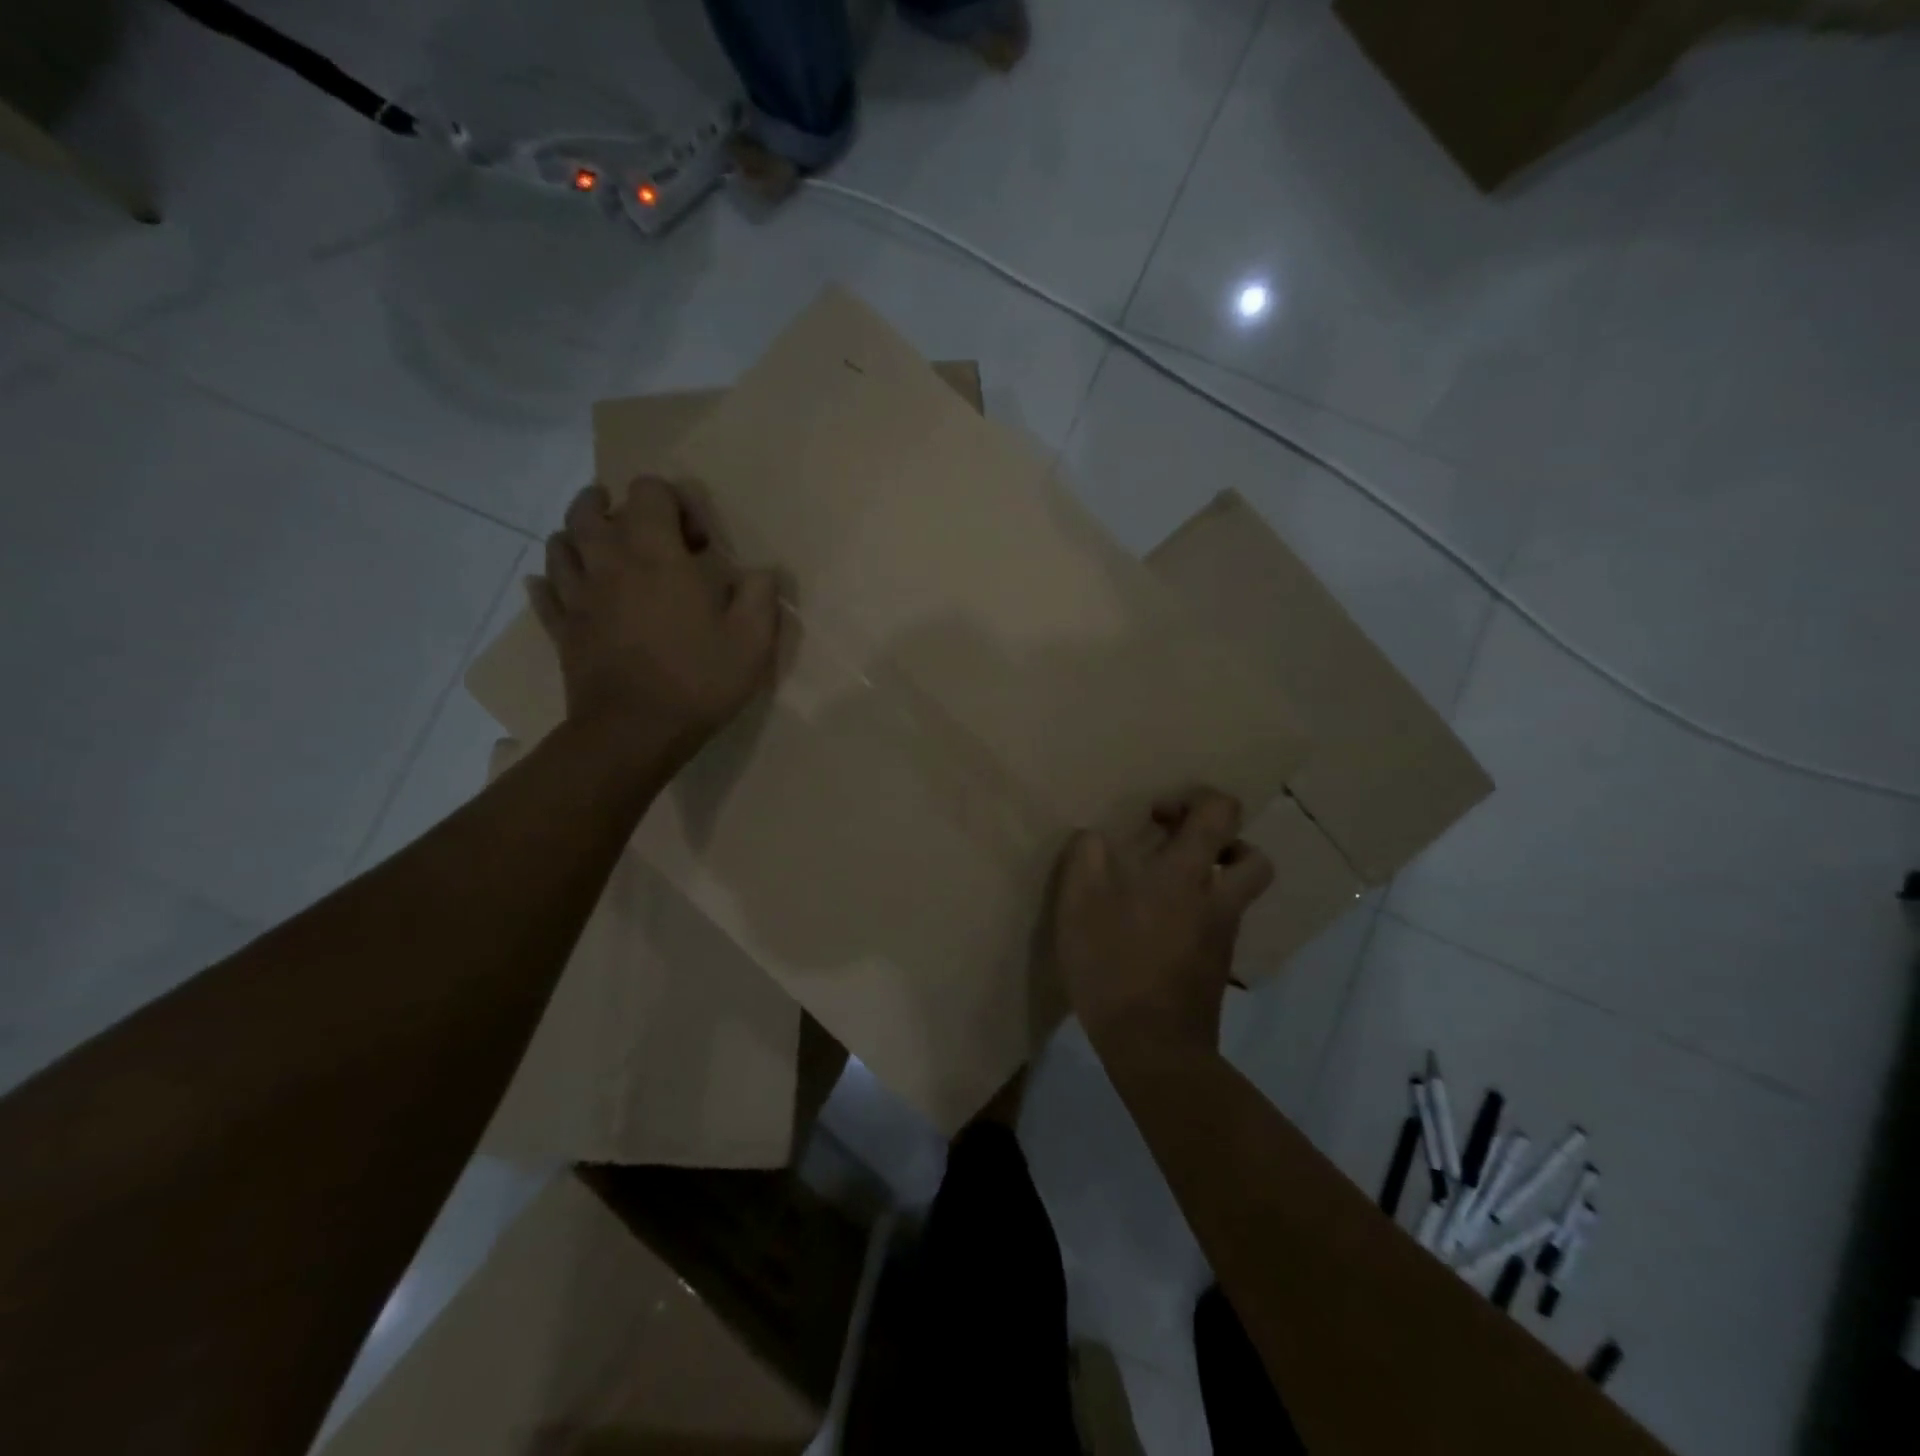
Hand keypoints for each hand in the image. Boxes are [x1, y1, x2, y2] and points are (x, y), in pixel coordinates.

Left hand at [529, 478, 781, 766]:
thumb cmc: (697, 680)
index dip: (676, 503)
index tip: (699, 544)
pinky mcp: (560, 628)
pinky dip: (552, 582)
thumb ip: (760, 595)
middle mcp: (608, 561)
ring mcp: (577, 595)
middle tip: (646, 534)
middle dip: (617, 507)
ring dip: (581, 537)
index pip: (650, 490)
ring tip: (605, 553)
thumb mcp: (753, 640)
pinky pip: (544, 591)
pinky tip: (564, 588)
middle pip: (591, 508)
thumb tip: (759, 572)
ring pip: (560, 543)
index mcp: (655, 554)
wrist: (634, 732)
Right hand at [1047, 790, 1273, 1063]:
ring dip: (1211, 878)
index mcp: (1187, 874)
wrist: (1154, 1047)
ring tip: (1163, 886)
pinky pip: (1219, 923)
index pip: (1221, 814)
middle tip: (1179, 849)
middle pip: (1251, 857)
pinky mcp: (1216, 967)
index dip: (1198, 800)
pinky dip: (1199, 912)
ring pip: (1237, 893)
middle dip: (1222, 843)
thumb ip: (1086, 859)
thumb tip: (1095, 838)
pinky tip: (1156, 927)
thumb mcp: (1079, 905)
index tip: (1159, 814)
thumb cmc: (1115, 966)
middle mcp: (1217, 900)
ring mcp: (1222, 936)